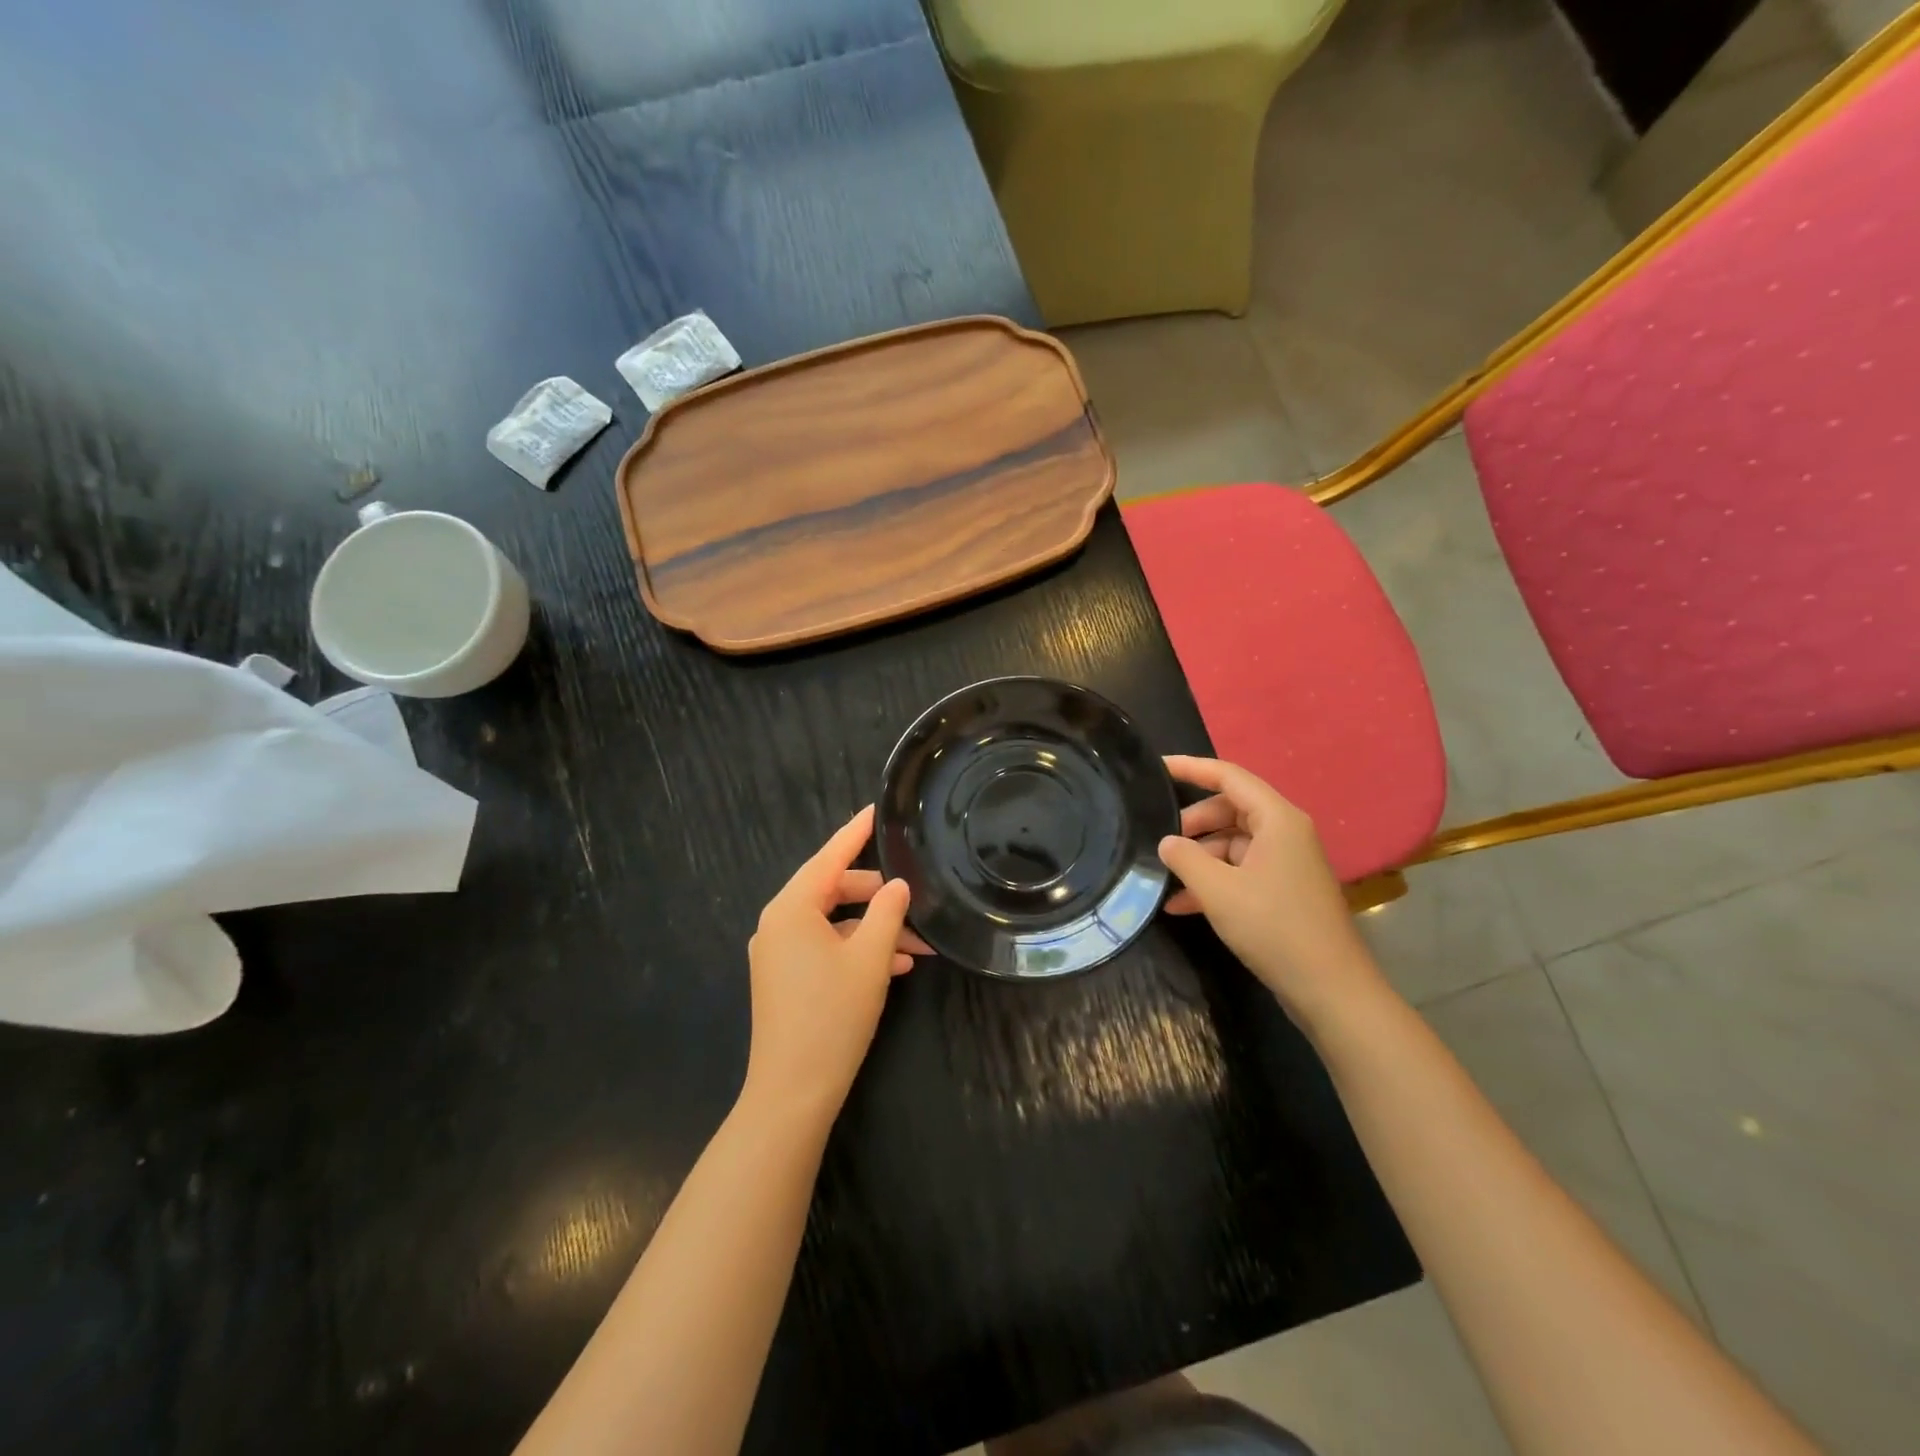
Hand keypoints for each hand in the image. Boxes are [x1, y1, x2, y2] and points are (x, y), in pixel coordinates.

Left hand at [743, 806, 928, 1123]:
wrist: (792, 1092)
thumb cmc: (832, 1016)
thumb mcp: (871, 958)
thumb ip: (888, 912)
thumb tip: (898, 885)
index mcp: (792, 908)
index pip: (830, 856)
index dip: (856, 832)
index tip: (877, 809)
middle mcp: (779, 923)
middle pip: (834, 890)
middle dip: (878, 895)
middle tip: (917, 897)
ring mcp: (779, 952)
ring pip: (835, 923)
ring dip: (875, 929)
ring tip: (919, 943)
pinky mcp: (785, 978)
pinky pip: (826, 947)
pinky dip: (858, 950)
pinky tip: (896, 966)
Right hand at [1158, 756, 1387, 1025]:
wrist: (1330, 989)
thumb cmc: (1274, 928)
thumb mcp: (1218, 890)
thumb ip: (1185, 858)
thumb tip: (1167, 842)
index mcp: (1277, 819)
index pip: (1228, 776)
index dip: (1191, 767)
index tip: (1156, 767)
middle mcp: (1285, 833)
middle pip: (1229, 810)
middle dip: (1192, 823)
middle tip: (1159, 839)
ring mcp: (1286, 863)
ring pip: (1232, 843)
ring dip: (1199, 858)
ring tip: (1164, 876)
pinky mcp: (1283, 891)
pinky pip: (1241, 871)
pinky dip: (1213, 882)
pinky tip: (1180, 905)